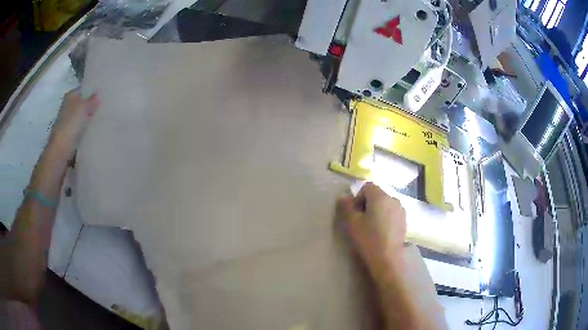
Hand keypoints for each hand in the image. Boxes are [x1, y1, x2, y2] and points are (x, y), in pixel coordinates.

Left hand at [49, 90, 99, 157]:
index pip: (83, 90)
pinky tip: (95, 130)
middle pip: (82, 104)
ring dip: (89, 119)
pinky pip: (81, 129)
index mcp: (70, 96)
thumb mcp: (83, 108)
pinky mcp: (70, 135)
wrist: (61, 150)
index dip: (92, 92)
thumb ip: (91, 101)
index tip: (103, 94)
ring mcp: (68, 122)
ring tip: (102, 118)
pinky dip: (86, 129)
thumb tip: (98, 95)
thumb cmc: (70, 124)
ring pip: (82, 117)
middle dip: (91, 106)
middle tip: (105, 106)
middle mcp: (67, 107)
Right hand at [336, 182, 406, 261]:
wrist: (387, 259)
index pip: (367, 186)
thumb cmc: (368, 239)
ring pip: (385, 204)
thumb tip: (343, 196)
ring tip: (372, 228)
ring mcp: (401, 210)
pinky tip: (381, 233)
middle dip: (368, 204)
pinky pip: (392, 213)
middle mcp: (393, 199)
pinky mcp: (404, 221)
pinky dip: (386, 218)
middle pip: (377, 195)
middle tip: (361, 221)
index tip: (355, 212)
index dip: (358, 197)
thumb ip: (346, 206)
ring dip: (377, 211)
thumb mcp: (352, 223)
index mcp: (380, 196)